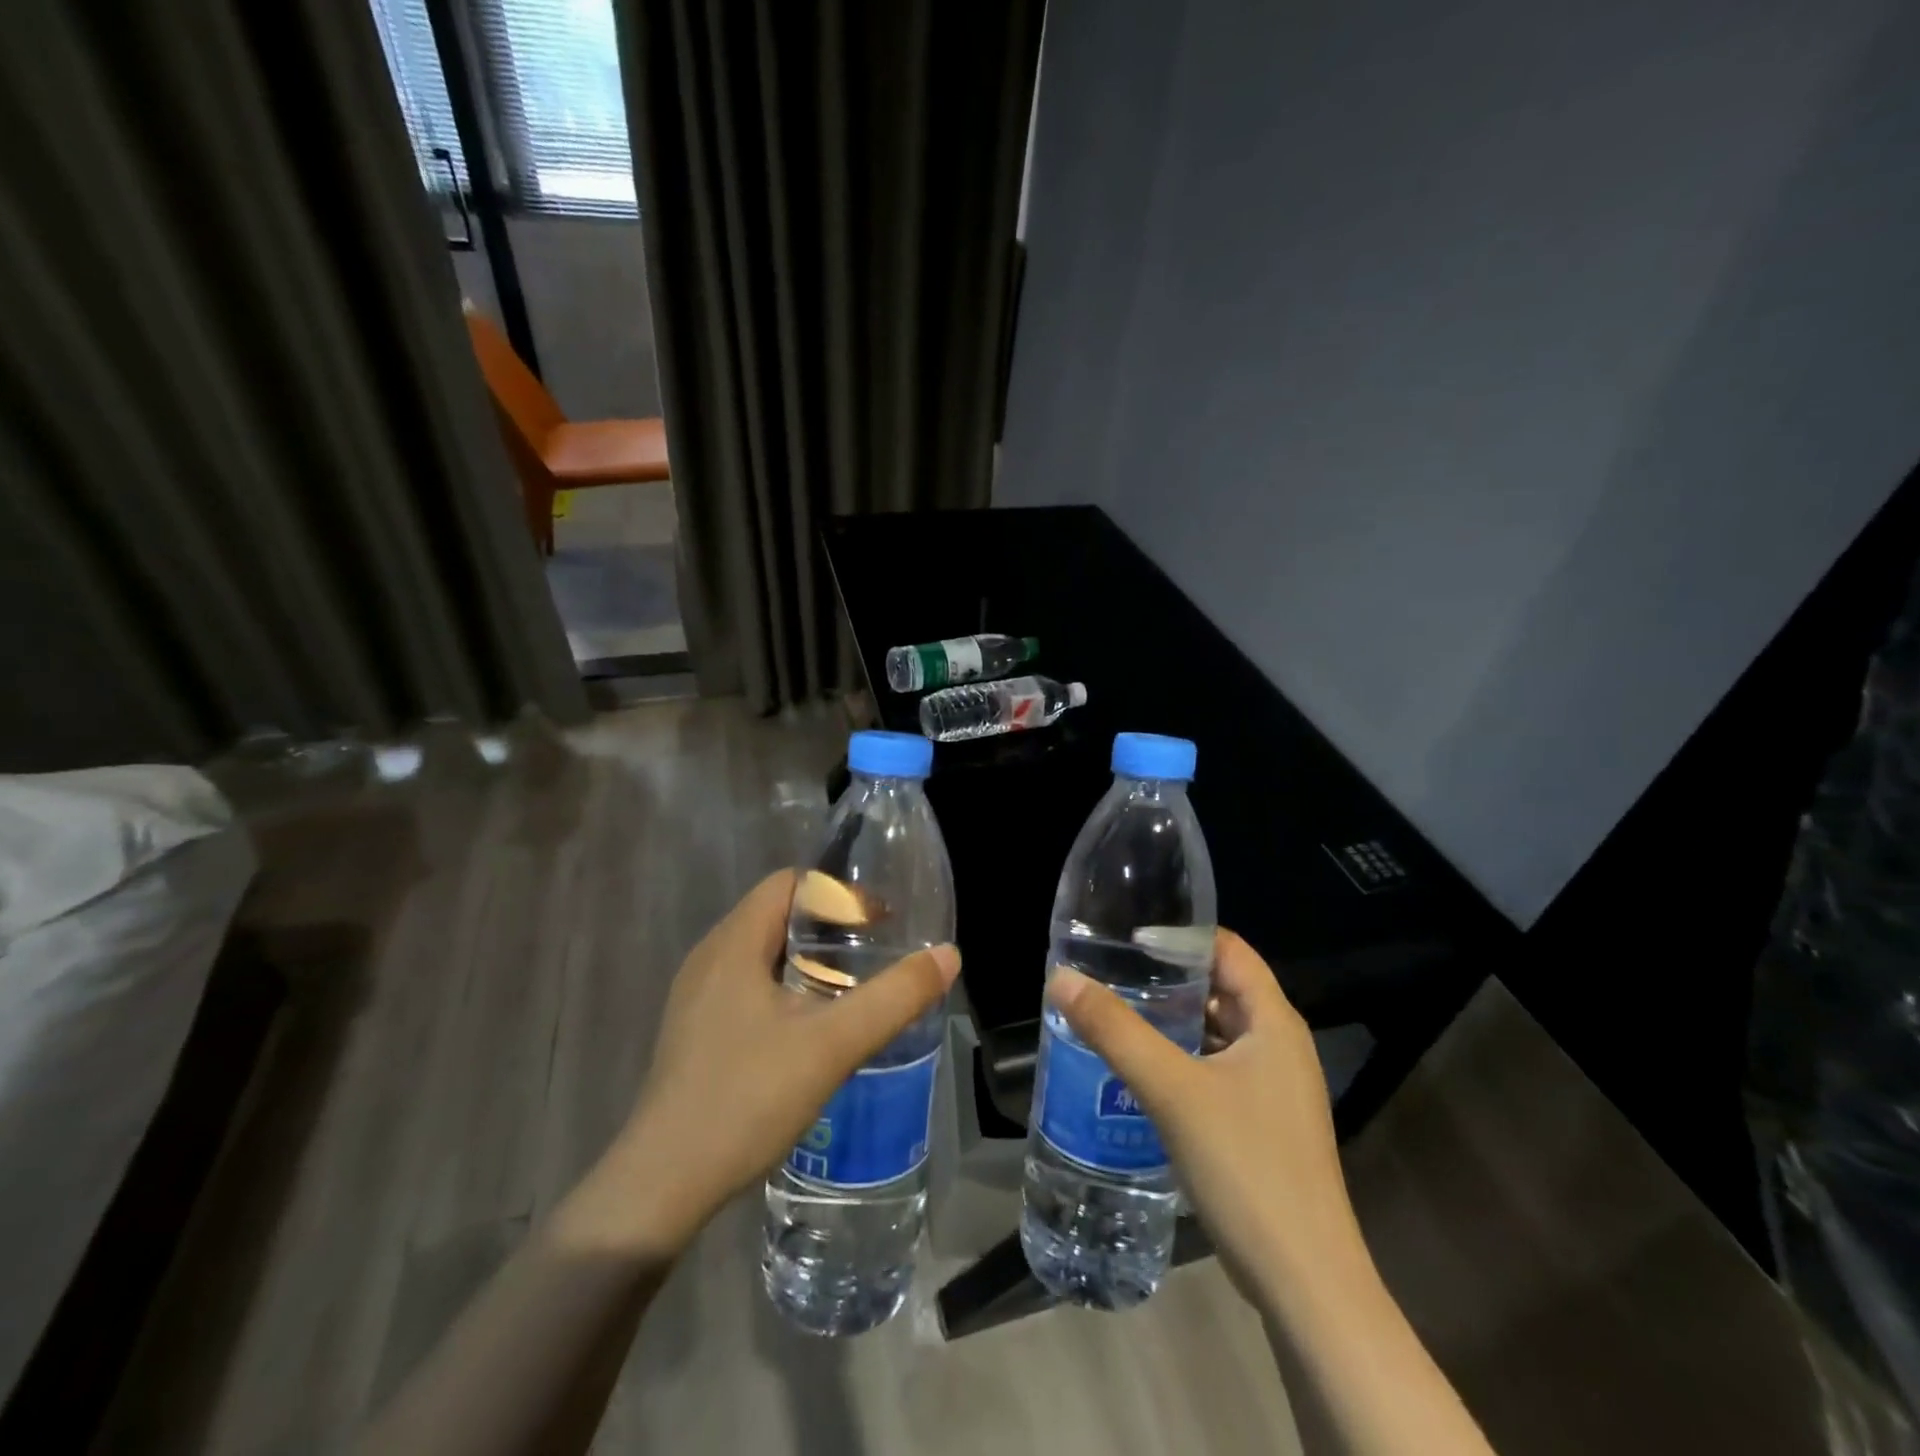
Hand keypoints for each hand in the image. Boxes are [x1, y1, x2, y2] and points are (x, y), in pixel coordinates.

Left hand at [584, 870, 960, 1252]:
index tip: (881, 921)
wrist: (662, 1188)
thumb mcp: (833, 1046)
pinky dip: (788, 986)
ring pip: (764, 952)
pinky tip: (813, 1025)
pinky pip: (750, 984)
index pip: (791, 883)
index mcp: (733, 942)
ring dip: (810, 959)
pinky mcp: (696, 1030)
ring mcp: (697, 996)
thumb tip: (948, 955)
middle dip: (831, 925)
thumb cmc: (746, 1099)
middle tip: (877, 952)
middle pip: (778, 914)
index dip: (839, 891)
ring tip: (854, 986)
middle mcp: (710, 957)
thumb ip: (894, 998)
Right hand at [1049, 930, 1364, 1306]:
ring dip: (1172, 1019)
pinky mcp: (1261, 1123)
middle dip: (1168, 977)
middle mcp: (1280, 1046)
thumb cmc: (1246, 1167)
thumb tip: (1062, 979)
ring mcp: (1273, 1088)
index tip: (1127, 936)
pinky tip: (1140, 1068)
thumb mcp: (1173, 1090)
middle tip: (1111, 971)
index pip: (1228, 949)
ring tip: (1116, 1011)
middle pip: (1221, 988)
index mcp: (1274, 1022)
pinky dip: (1181, 1057)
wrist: (1304, 1283)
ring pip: (1217, 1032)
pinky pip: (1216, 1068)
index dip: (1180, 935)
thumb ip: (1116, 1032)